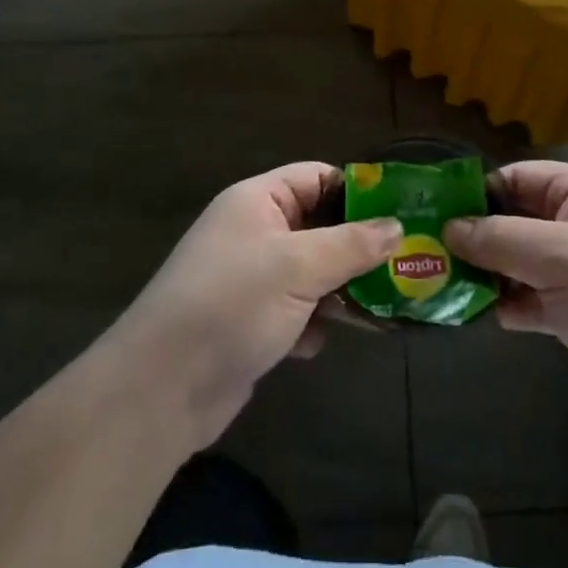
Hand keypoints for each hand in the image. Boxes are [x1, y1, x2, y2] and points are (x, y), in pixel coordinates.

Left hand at [107, 163, 403, 451]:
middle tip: (405, 265)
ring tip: (382, 309)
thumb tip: (397, 227)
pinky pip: (297, 309)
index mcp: (258, 201)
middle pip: (321, 226)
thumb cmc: (232, 305)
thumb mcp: (298, 267)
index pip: (317, 178)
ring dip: (342, 290)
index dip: (358, 192)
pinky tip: (318, 344)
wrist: (162, 389)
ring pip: (313, 272)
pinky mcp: (251, 320)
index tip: (401, 213)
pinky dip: (313, 323)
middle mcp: (254, 232)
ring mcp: (252, 278)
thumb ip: (352, 245)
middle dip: (359, 248)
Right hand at [445, 161, 567, 436]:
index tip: (433, 214)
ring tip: (440, 283)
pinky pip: (526, 297)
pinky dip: (504, 303)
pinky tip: (475, 313)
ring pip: (515, 261)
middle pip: (513, 219)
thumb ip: (498, 238)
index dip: (478, 193)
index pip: (518, 178)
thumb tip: (448, 229)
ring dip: (484, 273)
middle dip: (474, 236)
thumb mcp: (557, 255)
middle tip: (426, 252)